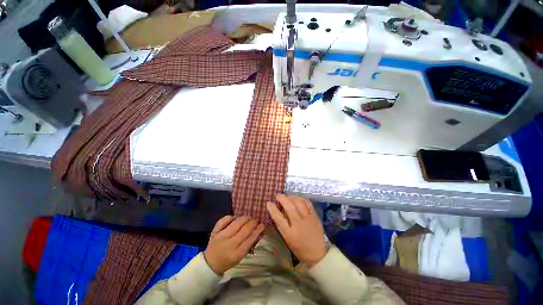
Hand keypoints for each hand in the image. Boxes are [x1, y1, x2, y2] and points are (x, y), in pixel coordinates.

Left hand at [204, 215, 264, 274]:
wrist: (210, 263)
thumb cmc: (229, 260)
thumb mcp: (241, 256)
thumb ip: (250, 244)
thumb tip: (260, 231)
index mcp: (237, 254)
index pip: (250, 239)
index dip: (258, 230)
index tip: (262, 224)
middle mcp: (229, 244)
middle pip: (244, 230)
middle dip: (253, 223)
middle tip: (256, 220)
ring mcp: (221, 237)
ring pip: (236, 223)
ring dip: (245, 218)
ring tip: (248, 218)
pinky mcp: (215, 231)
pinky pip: (224, 220)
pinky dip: (231, 217)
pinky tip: (235, 218)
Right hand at [267, 194, 327, 267]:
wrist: (317, 253)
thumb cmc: (299, 247)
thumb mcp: (287, 239)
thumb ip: (281, 225)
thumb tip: (276, 211)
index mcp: (290, 233)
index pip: (279, 218)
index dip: (272, 209)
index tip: (268, 203)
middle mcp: (299, 224)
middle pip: (289, 207)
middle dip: (282, 199)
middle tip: (278, 196)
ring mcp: (308, 219)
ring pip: (299, 203)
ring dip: (292, 197)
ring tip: (288, 197)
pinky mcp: (315, 216)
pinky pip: (308, 203)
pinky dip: (301, 199)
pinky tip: (298, 199)